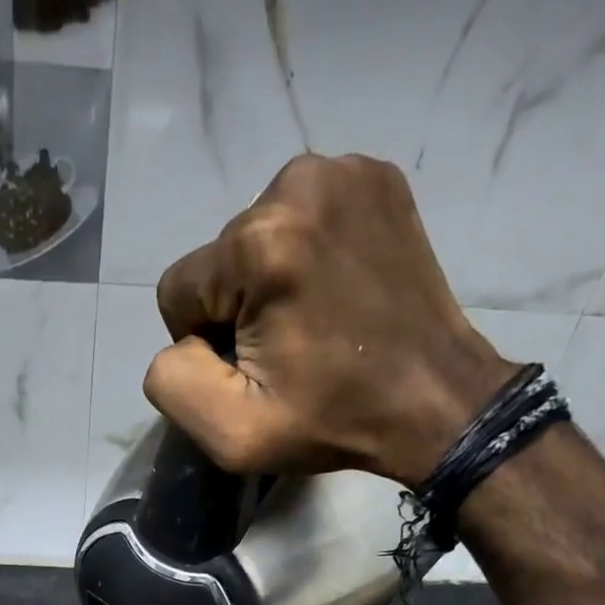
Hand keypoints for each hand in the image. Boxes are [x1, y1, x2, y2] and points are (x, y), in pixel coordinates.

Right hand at [144, 153, 516, 488]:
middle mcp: (297, 183)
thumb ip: (172, 380)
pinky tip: (338, 290)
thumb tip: (181, 339)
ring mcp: (344, 171)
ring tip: (317, 321)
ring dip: (270, 281)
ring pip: (256, 237)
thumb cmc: (331, 421)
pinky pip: (301, 218)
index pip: (179, 290)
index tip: (257, 369)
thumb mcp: (233, 433)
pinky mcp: (375, 176)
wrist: (433, 400)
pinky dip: (307, 254)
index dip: (206, 343)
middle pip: (220, 260)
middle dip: (239, 307)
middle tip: (293, 349)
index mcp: (260, 244)